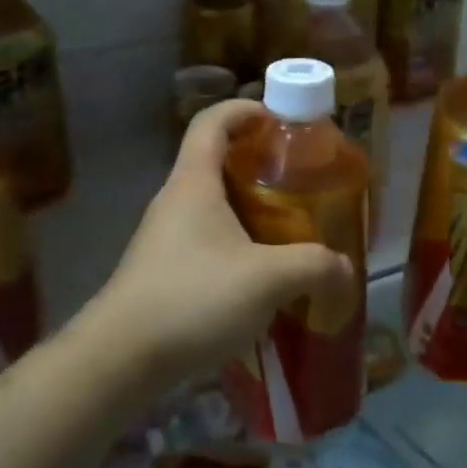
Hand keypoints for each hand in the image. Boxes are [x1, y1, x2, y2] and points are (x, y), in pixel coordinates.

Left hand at [92, 100, 356, 386]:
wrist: (121, 357)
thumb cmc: (193, 298)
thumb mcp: (267, 279)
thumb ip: (314, 266)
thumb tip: (345, 268)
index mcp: (193, 182)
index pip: (212, 121)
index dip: (245, 110)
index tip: (280, 120)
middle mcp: (175, 200)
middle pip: (216, 162)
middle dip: (259, 165)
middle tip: (300, 182)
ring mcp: (164, 237)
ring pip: (212, 206)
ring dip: (249, 210)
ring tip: (289, 231)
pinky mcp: (163, 270)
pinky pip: (205, 241)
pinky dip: (236, 244)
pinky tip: (261, 278)